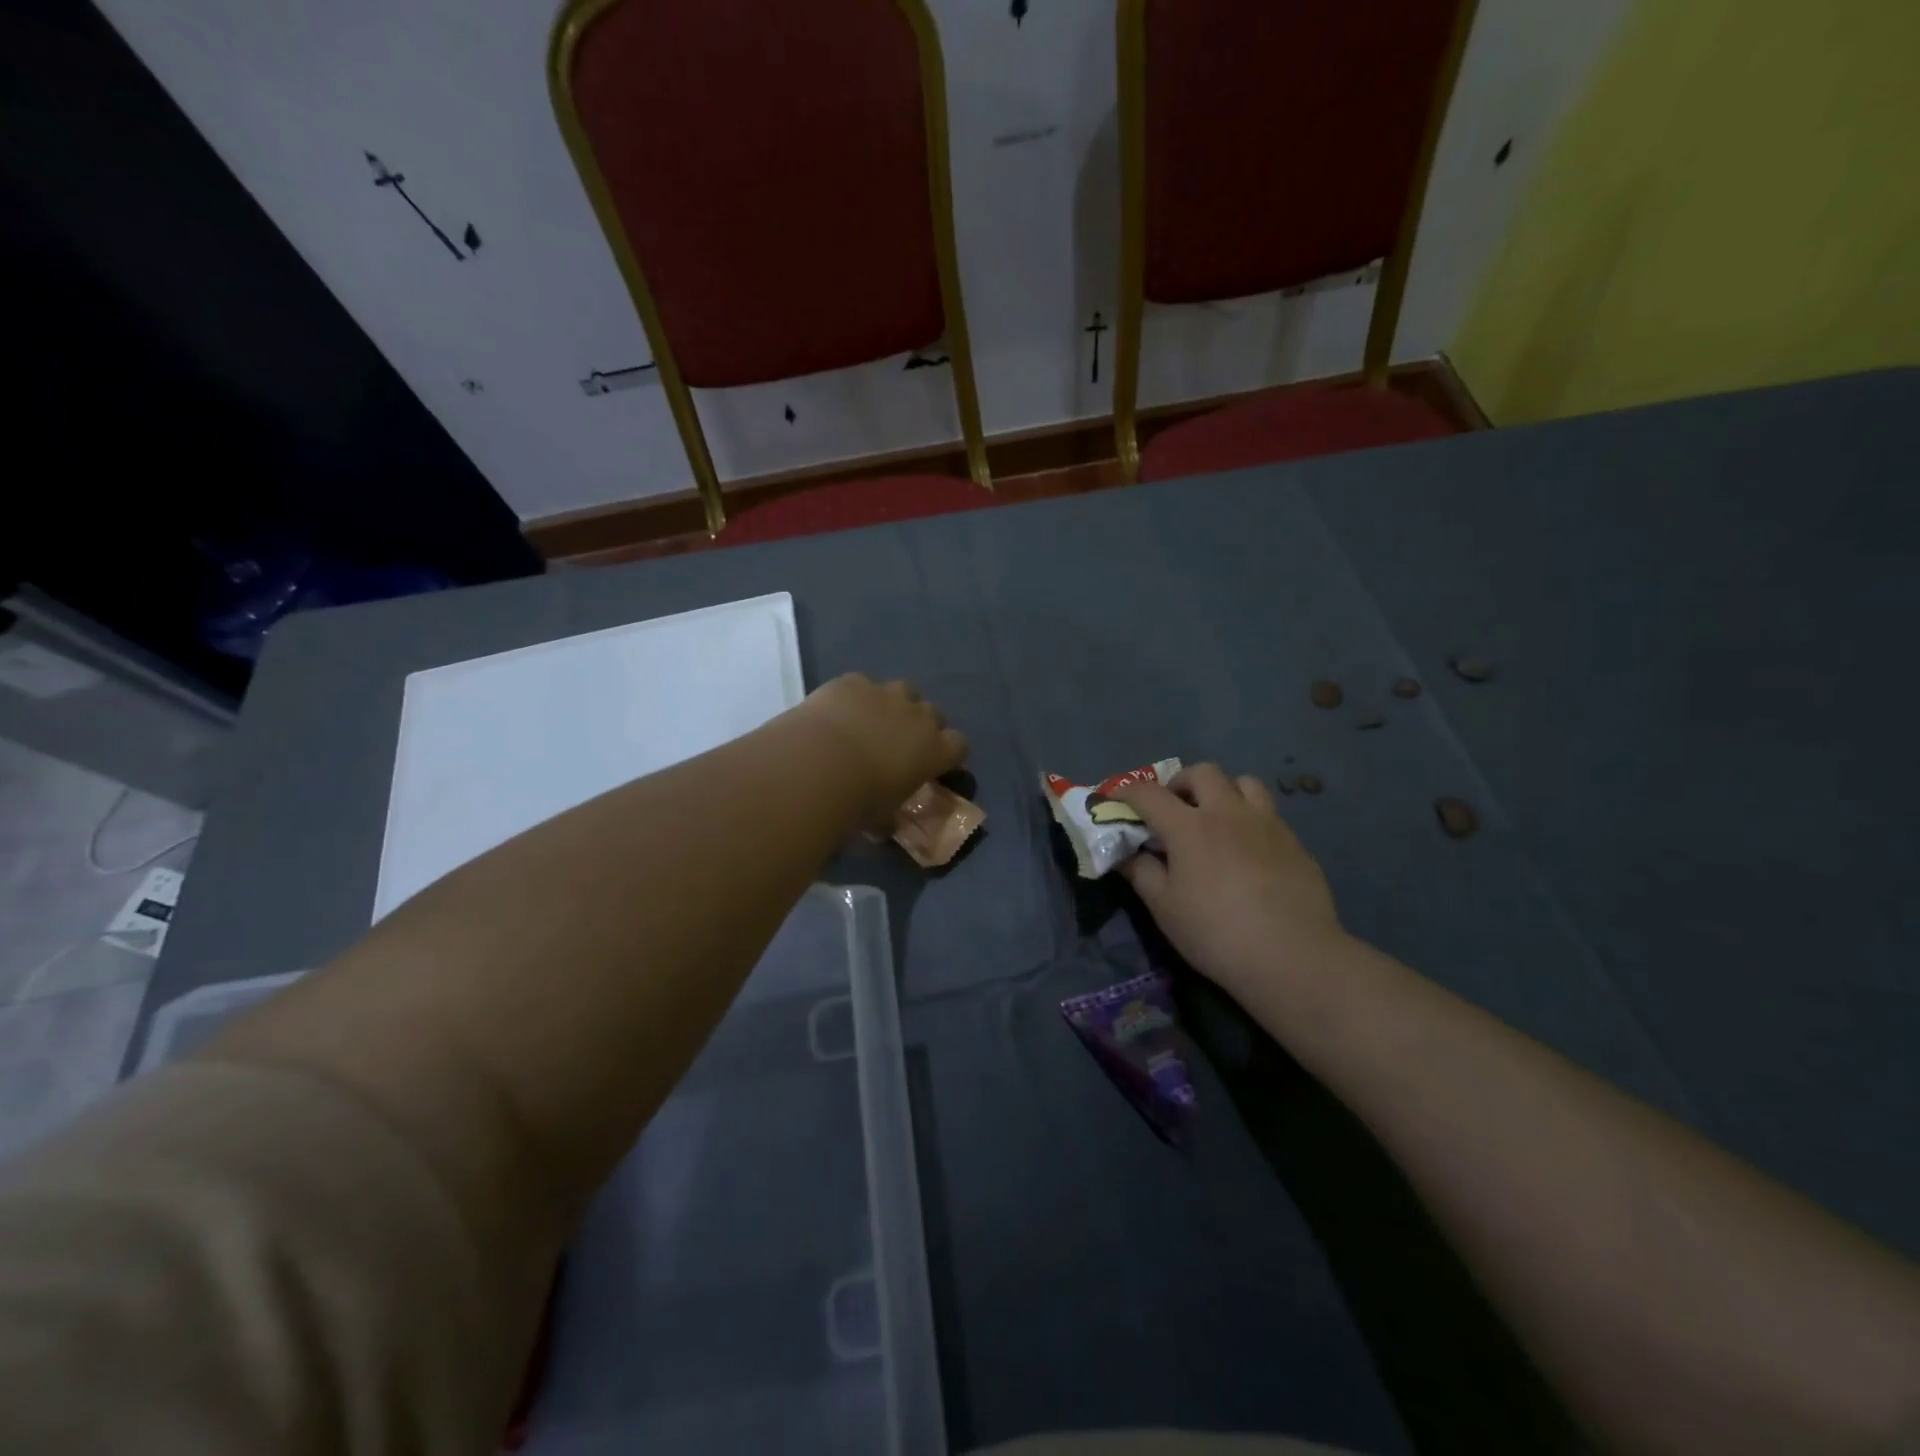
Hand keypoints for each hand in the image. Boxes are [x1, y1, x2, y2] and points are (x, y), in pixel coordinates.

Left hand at [793, 674, 967, 824]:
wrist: (819, 765)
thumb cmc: (859, 800)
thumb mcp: (881, 819)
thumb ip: (889, 819)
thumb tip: (884, 827)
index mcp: (935, 751)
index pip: (959, 745)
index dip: (948, 753)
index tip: (934, 764)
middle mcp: (918, 716)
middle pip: (934, 713)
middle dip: (922, 725)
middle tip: (900, 743)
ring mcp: (886, 694)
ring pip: (903, 690)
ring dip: (893, 704)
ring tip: (871, 721)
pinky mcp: (854, 682)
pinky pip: (861, 684)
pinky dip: (855, 696)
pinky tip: (837, 711)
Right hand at [1114, 764, 1346, 999]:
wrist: (1293, 957)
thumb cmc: (1216, 933)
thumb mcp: (1165, 908)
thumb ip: (1142, 873)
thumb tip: (1127, 854)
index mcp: (1189, 827)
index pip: (1149, 794)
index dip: (1127, 791)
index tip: (1116, 799)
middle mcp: (1228, 813)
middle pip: (1202, 772)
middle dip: (1180, 783)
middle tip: (1173, 808)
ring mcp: (1266, 823)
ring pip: (1243, 782)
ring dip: (1223, 790)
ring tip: (1216, 817)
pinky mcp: (1294, 842)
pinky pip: (1267, 812)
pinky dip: (1249, 818)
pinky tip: (1247, 849)